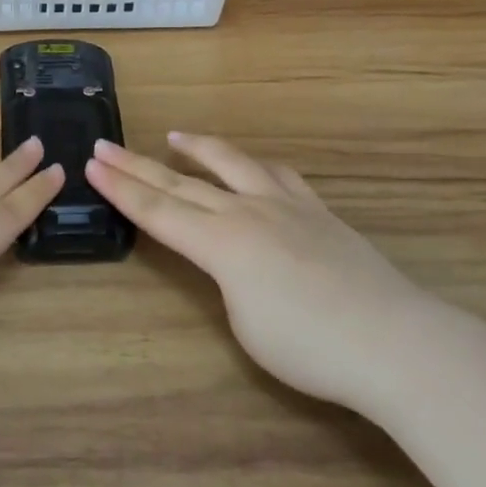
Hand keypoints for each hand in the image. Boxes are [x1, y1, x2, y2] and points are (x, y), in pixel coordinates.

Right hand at [86, 133, 433, 414]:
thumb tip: (233, 262)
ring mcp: (284, 204)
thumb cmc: (312, 349)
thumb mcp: (247, 326)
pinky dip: (253, 166)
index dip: (121, 190)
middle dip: (137, 165)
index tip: (92, 165)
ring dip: (197, 149)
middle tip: (105, 145)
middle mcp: (246, 212)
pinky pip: (277, 175)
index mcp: (222, 244)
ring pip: (230, 163)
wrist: (394, 340)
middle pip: (181, 183)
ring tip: (174, 137)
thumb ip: (228, 283)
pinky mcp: (316, 209)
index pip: (158, 212)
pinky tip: (251, 166)